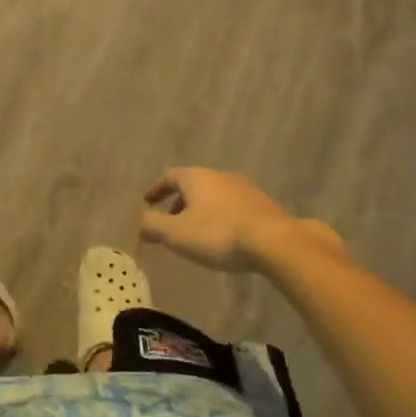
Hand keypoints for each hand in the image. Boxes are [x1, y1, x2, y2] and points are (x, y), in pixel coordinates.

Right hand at [139, 167, 338, 271]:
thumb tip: (141, 222)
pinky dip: (222, 217)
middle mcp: (219, 175)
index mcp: (195, 177)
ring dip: (202, 210)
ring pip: (214, 195)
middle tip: (172, 221)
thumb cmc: (218, 234)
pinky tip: (225, 237)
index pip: (169, 177)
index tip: (148, 203)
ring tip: (198, 232)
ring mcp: (243, 188)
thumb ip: (153, 226)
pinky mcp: (263, 204)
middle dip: (179, 201)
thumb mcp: (176, 234)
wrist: (274, 241)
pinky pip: (233, 206)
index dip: (156, 190)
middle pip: (193, 184)